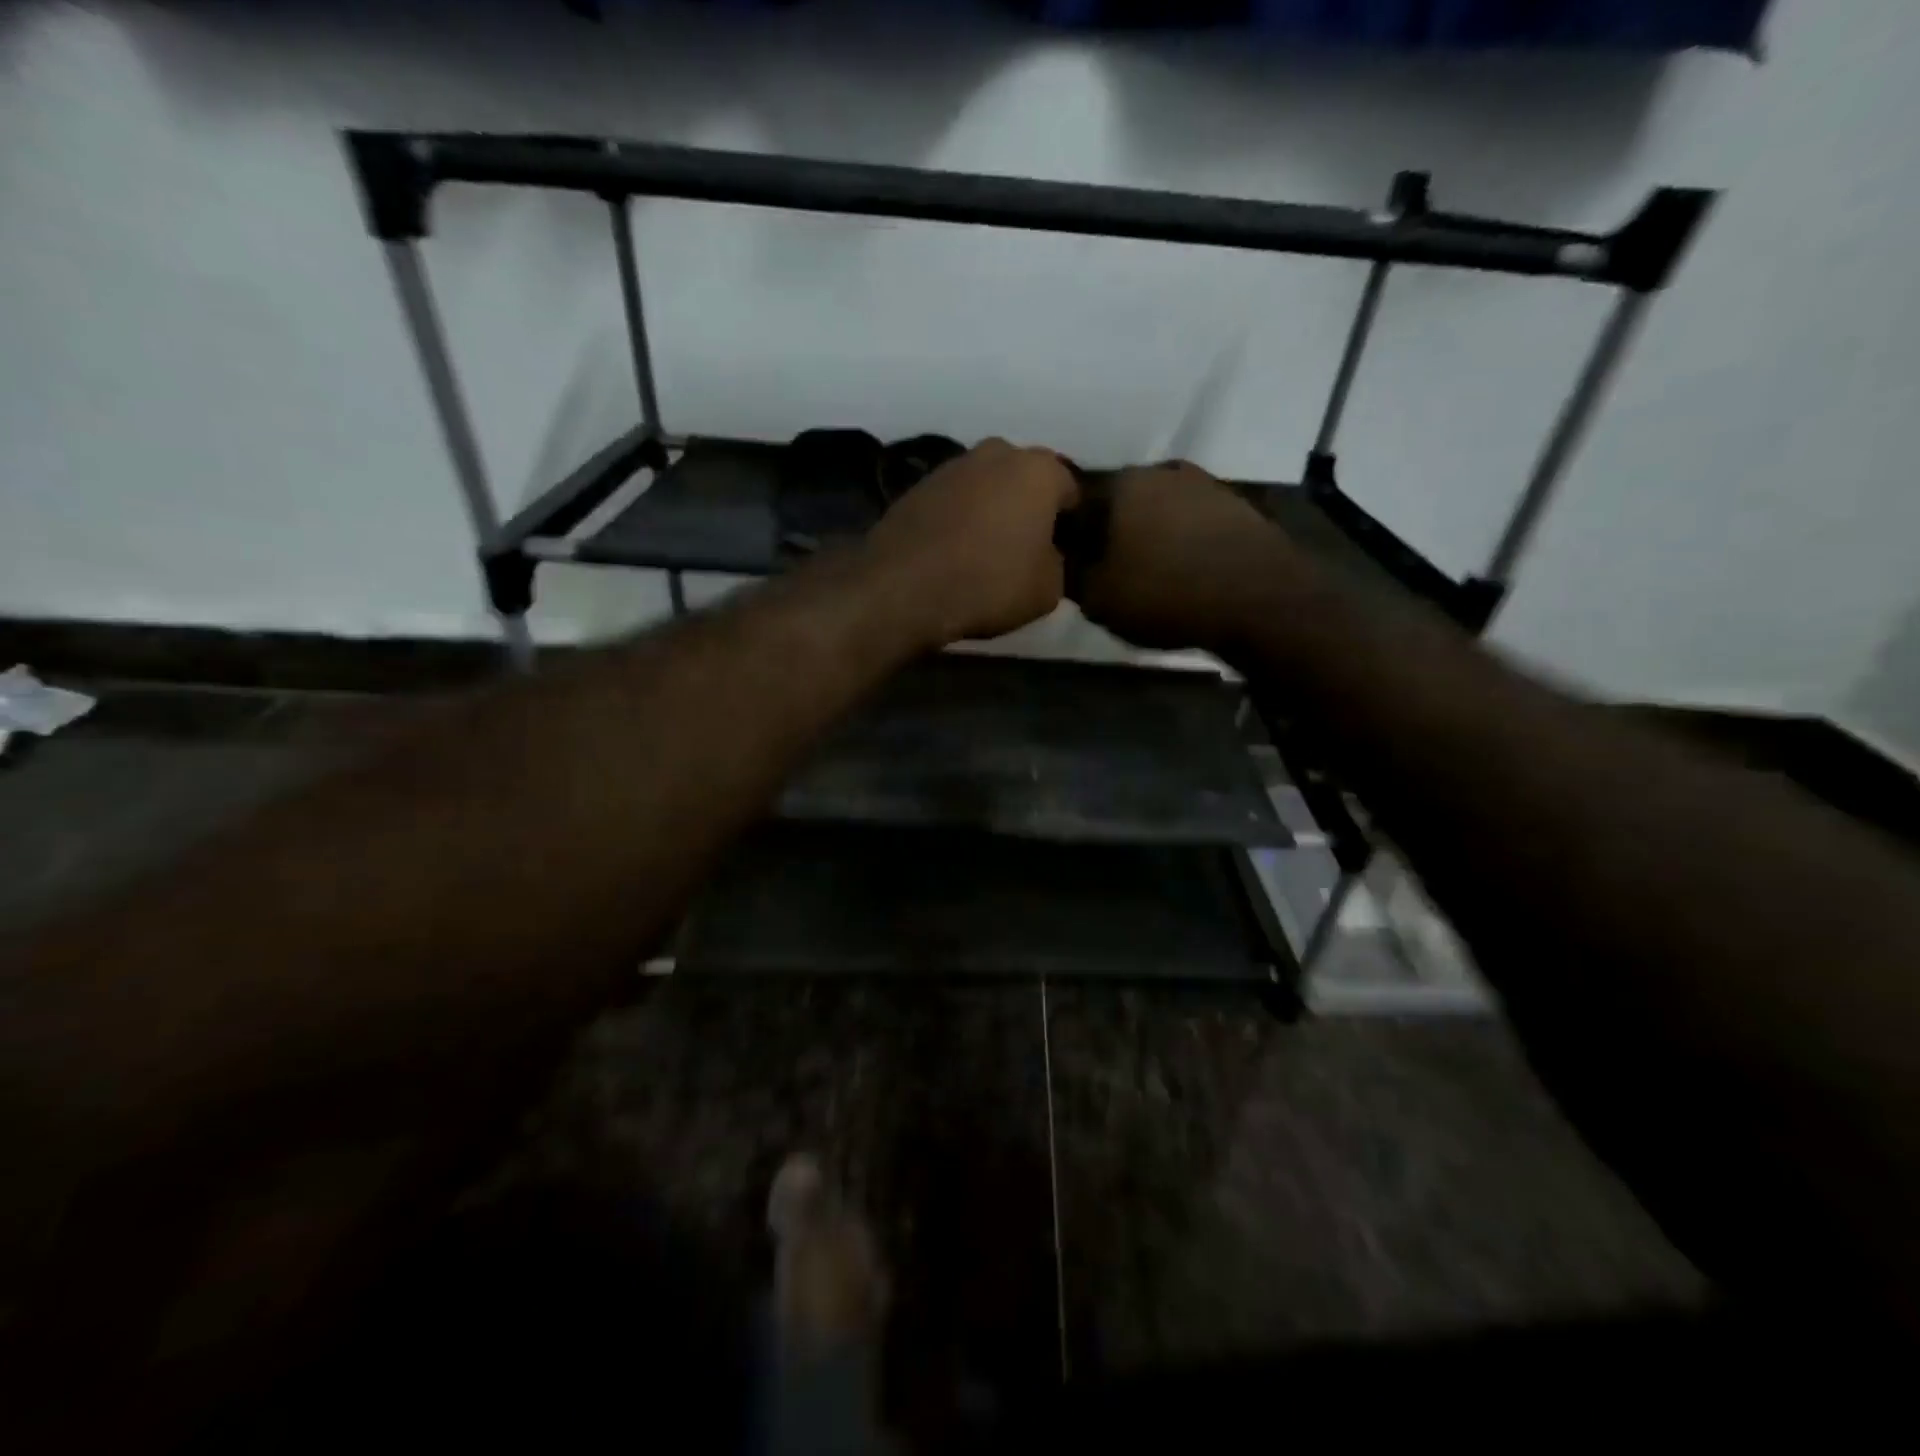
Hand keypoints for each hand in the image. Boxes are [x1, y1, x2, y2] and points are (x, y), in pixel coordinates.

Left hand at [864, 438, 1079, 647]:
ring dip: (991, 509)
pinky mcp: (916, 487)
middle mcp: (996, 453)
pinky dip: (958, 519)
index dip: (1071, 520)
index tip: (1066, 548)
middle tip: (1027, 546)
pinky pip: (952, 502)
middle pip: (1024, 479)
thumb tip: (1046, 556)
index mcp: (1038, 469)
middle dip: (1028, 506)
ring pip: (986, 486)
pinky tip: (954, 552)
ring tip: (987, 550)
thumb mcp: (1047, 589)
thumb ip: (1057, 564)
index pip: (1070, 488)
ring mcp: (951, 466)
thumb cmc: (990, 584)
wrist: (904, 587)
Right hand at [1075, 461, 1294, 650]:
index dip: (1069, 536)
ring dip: (1148, 534)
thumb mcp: (1098, 599)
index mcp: (1120, 485)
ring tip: (1148, 573)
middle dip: (1109, 531)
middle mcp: (1161, 472)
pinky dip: (1183, 541)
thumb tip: (1061, 561)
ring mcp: (1204, 484)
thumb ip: (1070, 575)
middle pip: (1119, 503)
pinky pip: (1193, 522)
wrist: (1261, 599)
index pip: (1075, 502)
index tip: (1071, 563)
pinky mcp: (1237, 506)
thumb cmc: (1166, 594)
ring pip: (1159, 510)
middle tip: (1107, 569)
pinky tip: (1184, 570)